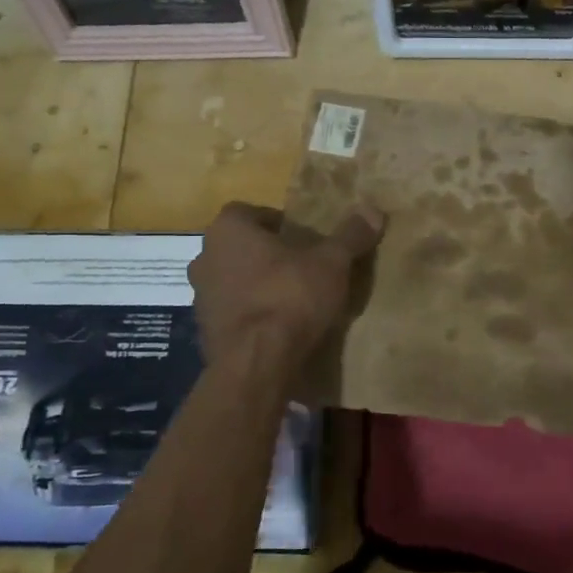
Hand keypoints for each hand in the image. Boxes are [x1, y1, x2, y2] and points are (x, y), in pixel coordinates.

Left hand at [188, 202, 383, 365]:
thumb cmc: (289, 297)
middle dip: (266, 254)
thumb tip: (373, 210)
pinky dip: (250, 314)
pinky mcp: (204, 331)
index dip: (276, 222)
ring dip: (255, 284)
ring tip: (291, 298)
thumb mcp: (331, 263)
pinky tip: (277, 326)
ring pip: (232, 280)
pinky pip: (232, 312)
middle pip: (239, 247)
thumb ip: (350, 235)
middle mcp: (204, 257)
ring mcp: (199, 297)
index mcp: (228, 230)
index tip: (302, 237)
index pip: (249, 212)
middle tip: (300, 265)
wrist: (256, 363)